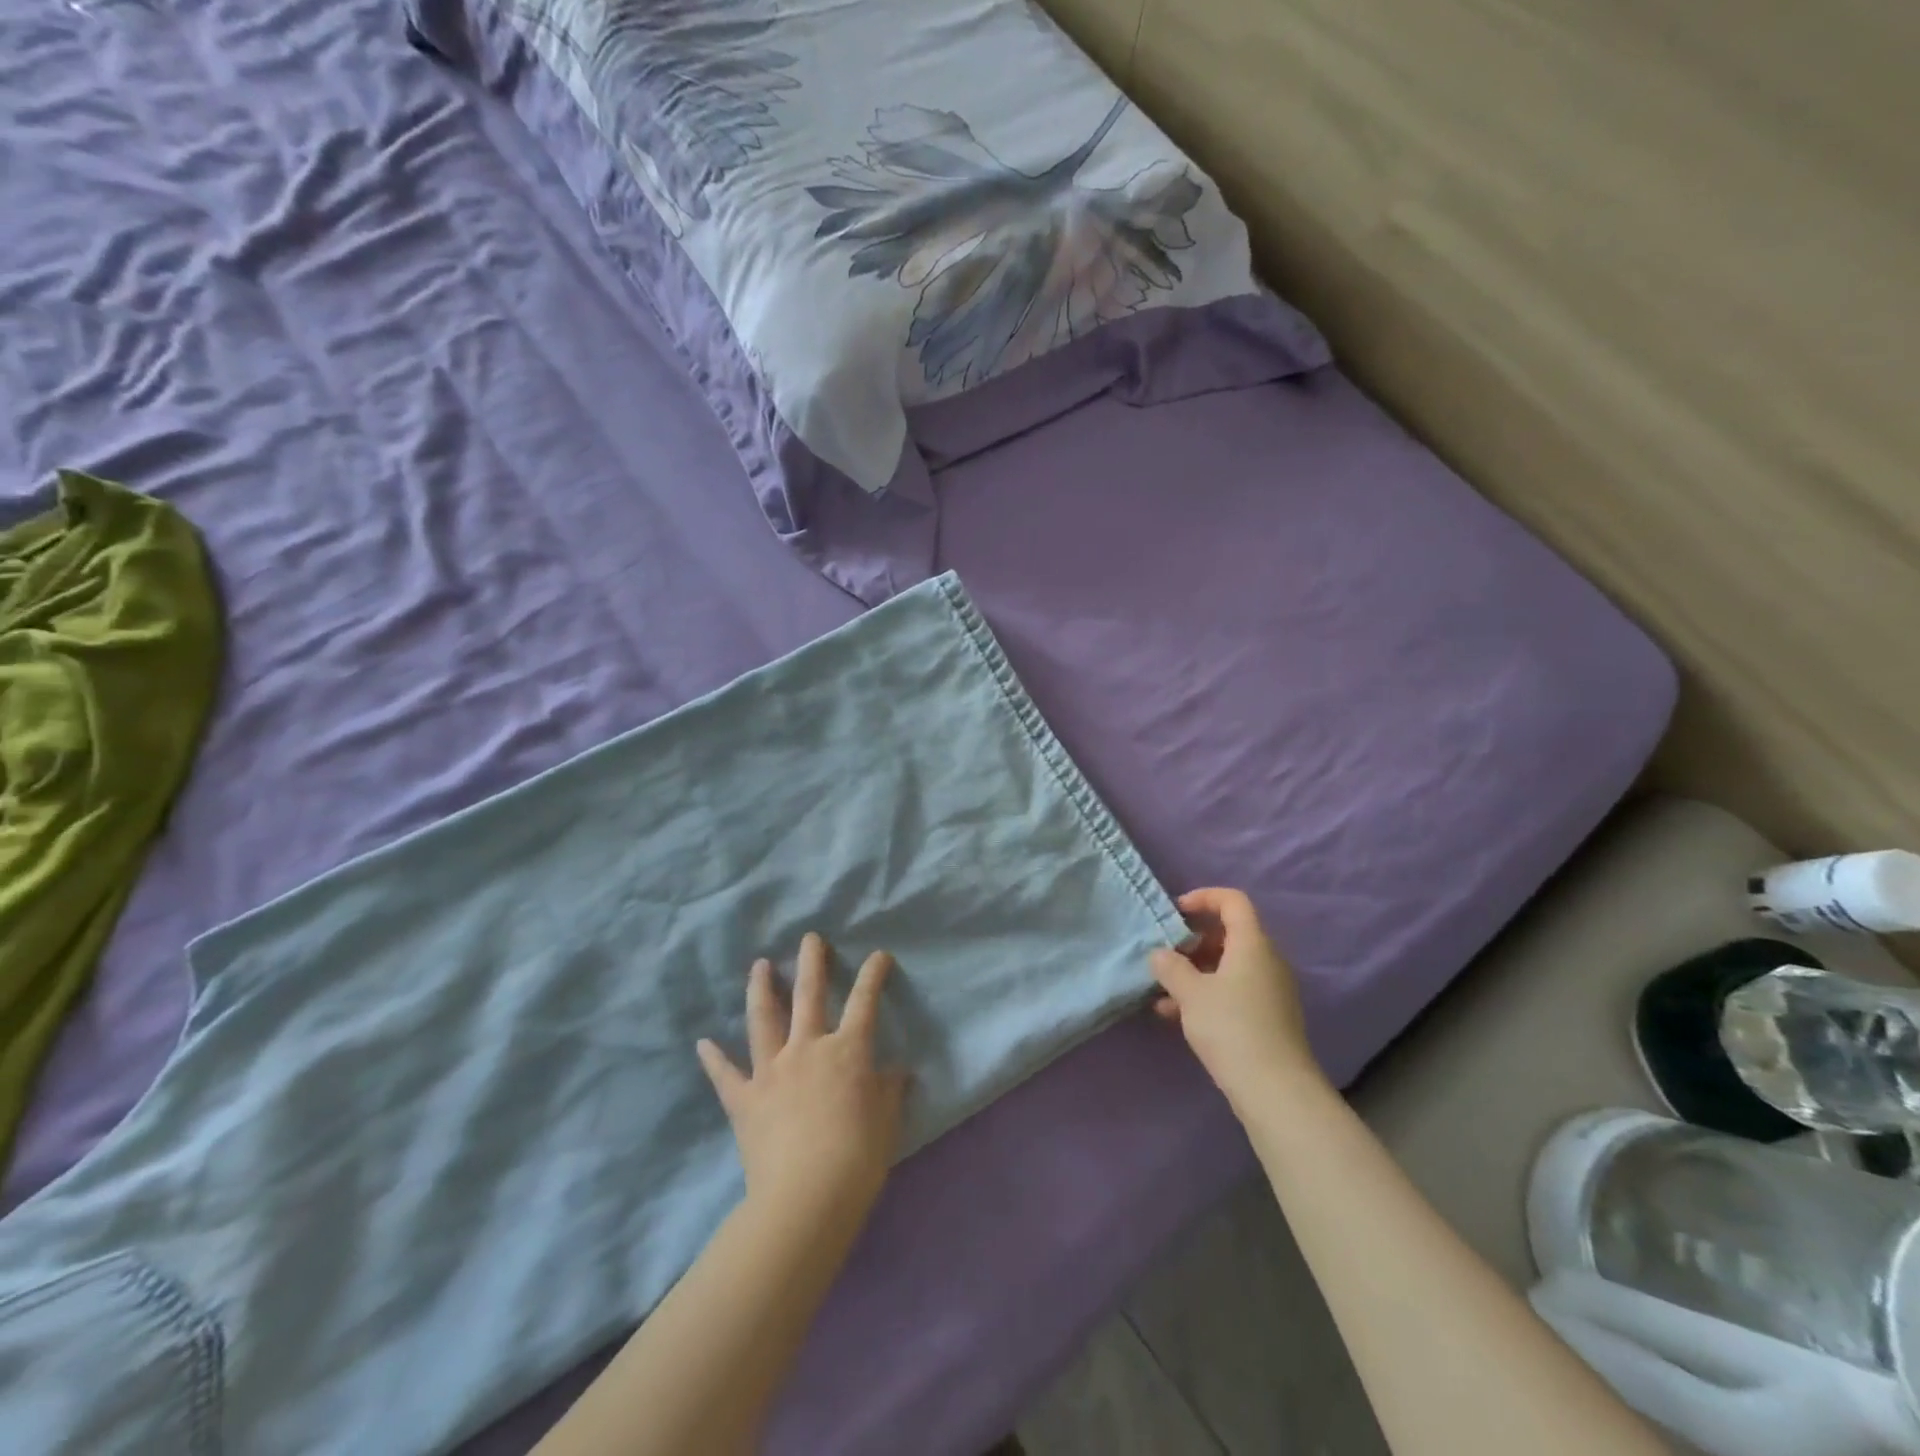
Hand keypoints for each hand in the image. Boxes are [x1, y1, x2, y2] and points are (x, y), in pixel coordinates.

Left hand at [697, 933, 907, 1230]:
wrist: (806, 1197)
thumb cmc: (858, 1157)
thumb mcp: (886, 1120)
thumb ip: (889, 1089)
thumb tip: (897, 1069)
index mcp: (846, 1051)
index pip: (865, 1003)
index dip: (873, 976)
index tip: (879, 955)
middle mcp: (807, 1049)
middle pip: (809, 995)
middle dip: (812, 963)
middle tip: (810, 938)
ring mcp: (771, 1071)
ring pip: (764, 1020)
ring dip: (761, 989)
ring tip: (759, 965)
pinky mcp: (745, 1100)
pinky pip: (725, 1075)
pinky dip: (713, 1059)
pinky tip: (703, 1043)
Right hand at [1148, 888, 1321, 1110]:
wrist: (1275, 1090)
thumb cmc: (1231, 1027)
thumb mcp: (1190, 993)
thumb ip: (1170, 966)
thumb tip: (1160, 954)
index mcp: (1253, 944)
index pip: (1233, 901)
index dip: (1203, 898)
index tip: (1175, 912)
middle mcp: (1266, 961)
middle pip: (1229, 934)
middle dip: (1193, 941)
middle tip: (1166, 954)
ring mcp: (1270, 991)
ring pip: (1228, 967)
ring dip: (1195, 971)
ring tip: (1162, 990)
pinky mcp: (1267, 1018)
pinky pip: (1233, 992)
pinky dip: (1206, 994)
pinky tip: (1174, 1015)